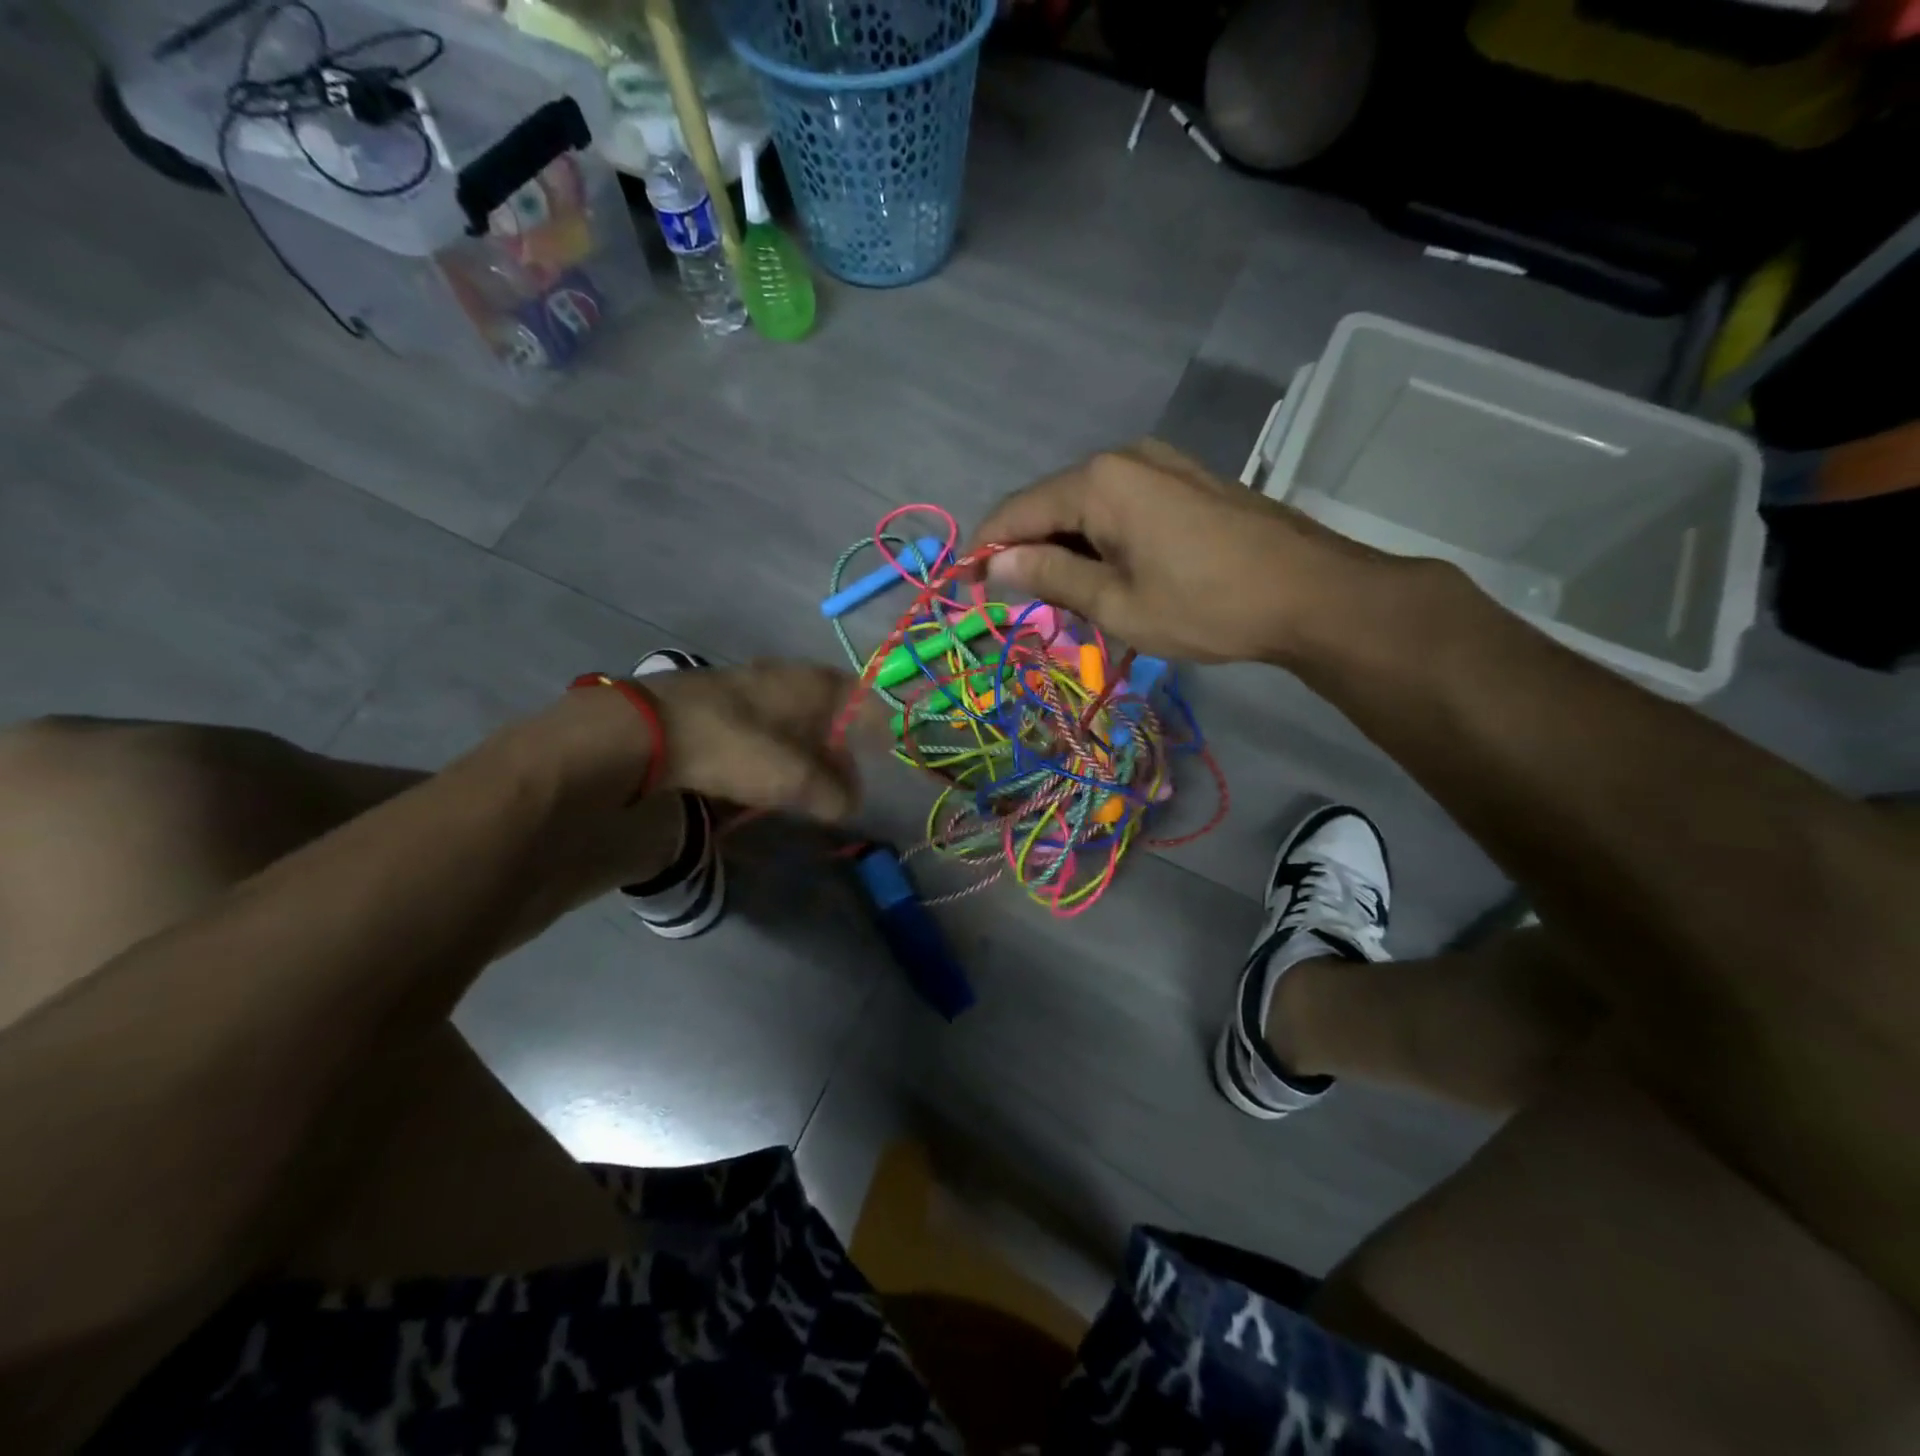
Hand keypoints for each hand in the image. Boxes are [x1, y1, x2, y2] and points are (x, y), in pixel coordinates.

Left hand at [506, 661, 867, 821]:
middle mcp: (776, 679)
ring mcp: (737, 692)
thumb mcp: (796, 778)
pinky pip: (754, 735)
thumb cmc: (735, 746)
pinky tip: (761, 782)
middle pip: (822, 710)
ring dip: (802, 754)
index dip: (875, 721)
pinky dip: (768, 757)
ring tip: (805, 789)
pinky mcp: (708, 713)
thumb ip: (833, 793)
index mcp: (806, 682)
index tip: (884, 750)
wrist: (640, 737)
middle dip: (837, 745)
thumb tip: (849, 804)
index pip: (857, 693)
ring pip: (786, 722)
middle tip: (844, 781)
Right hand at [971, 440, 1393, 664]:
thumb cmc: (1206, 606)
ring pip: (1086, 506)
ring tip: (1073, 601)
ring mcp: (1160, 463)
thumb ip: (1050, 576)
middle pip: (1050, 504)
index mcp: (1097, 482)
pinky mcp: (1185, 479)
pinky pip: (1121, 505)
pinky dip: (1102, 540)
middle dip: (1029, 553)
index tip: (969, 592)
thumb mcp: (1116, 604)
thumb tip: (996, 564)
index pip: (1016, 513)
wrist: (1312, 593)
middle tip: (1028, 607)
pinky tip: (1113, 576)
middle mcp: (1123, 457)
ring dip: (1068, 549)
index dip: (986, 553)